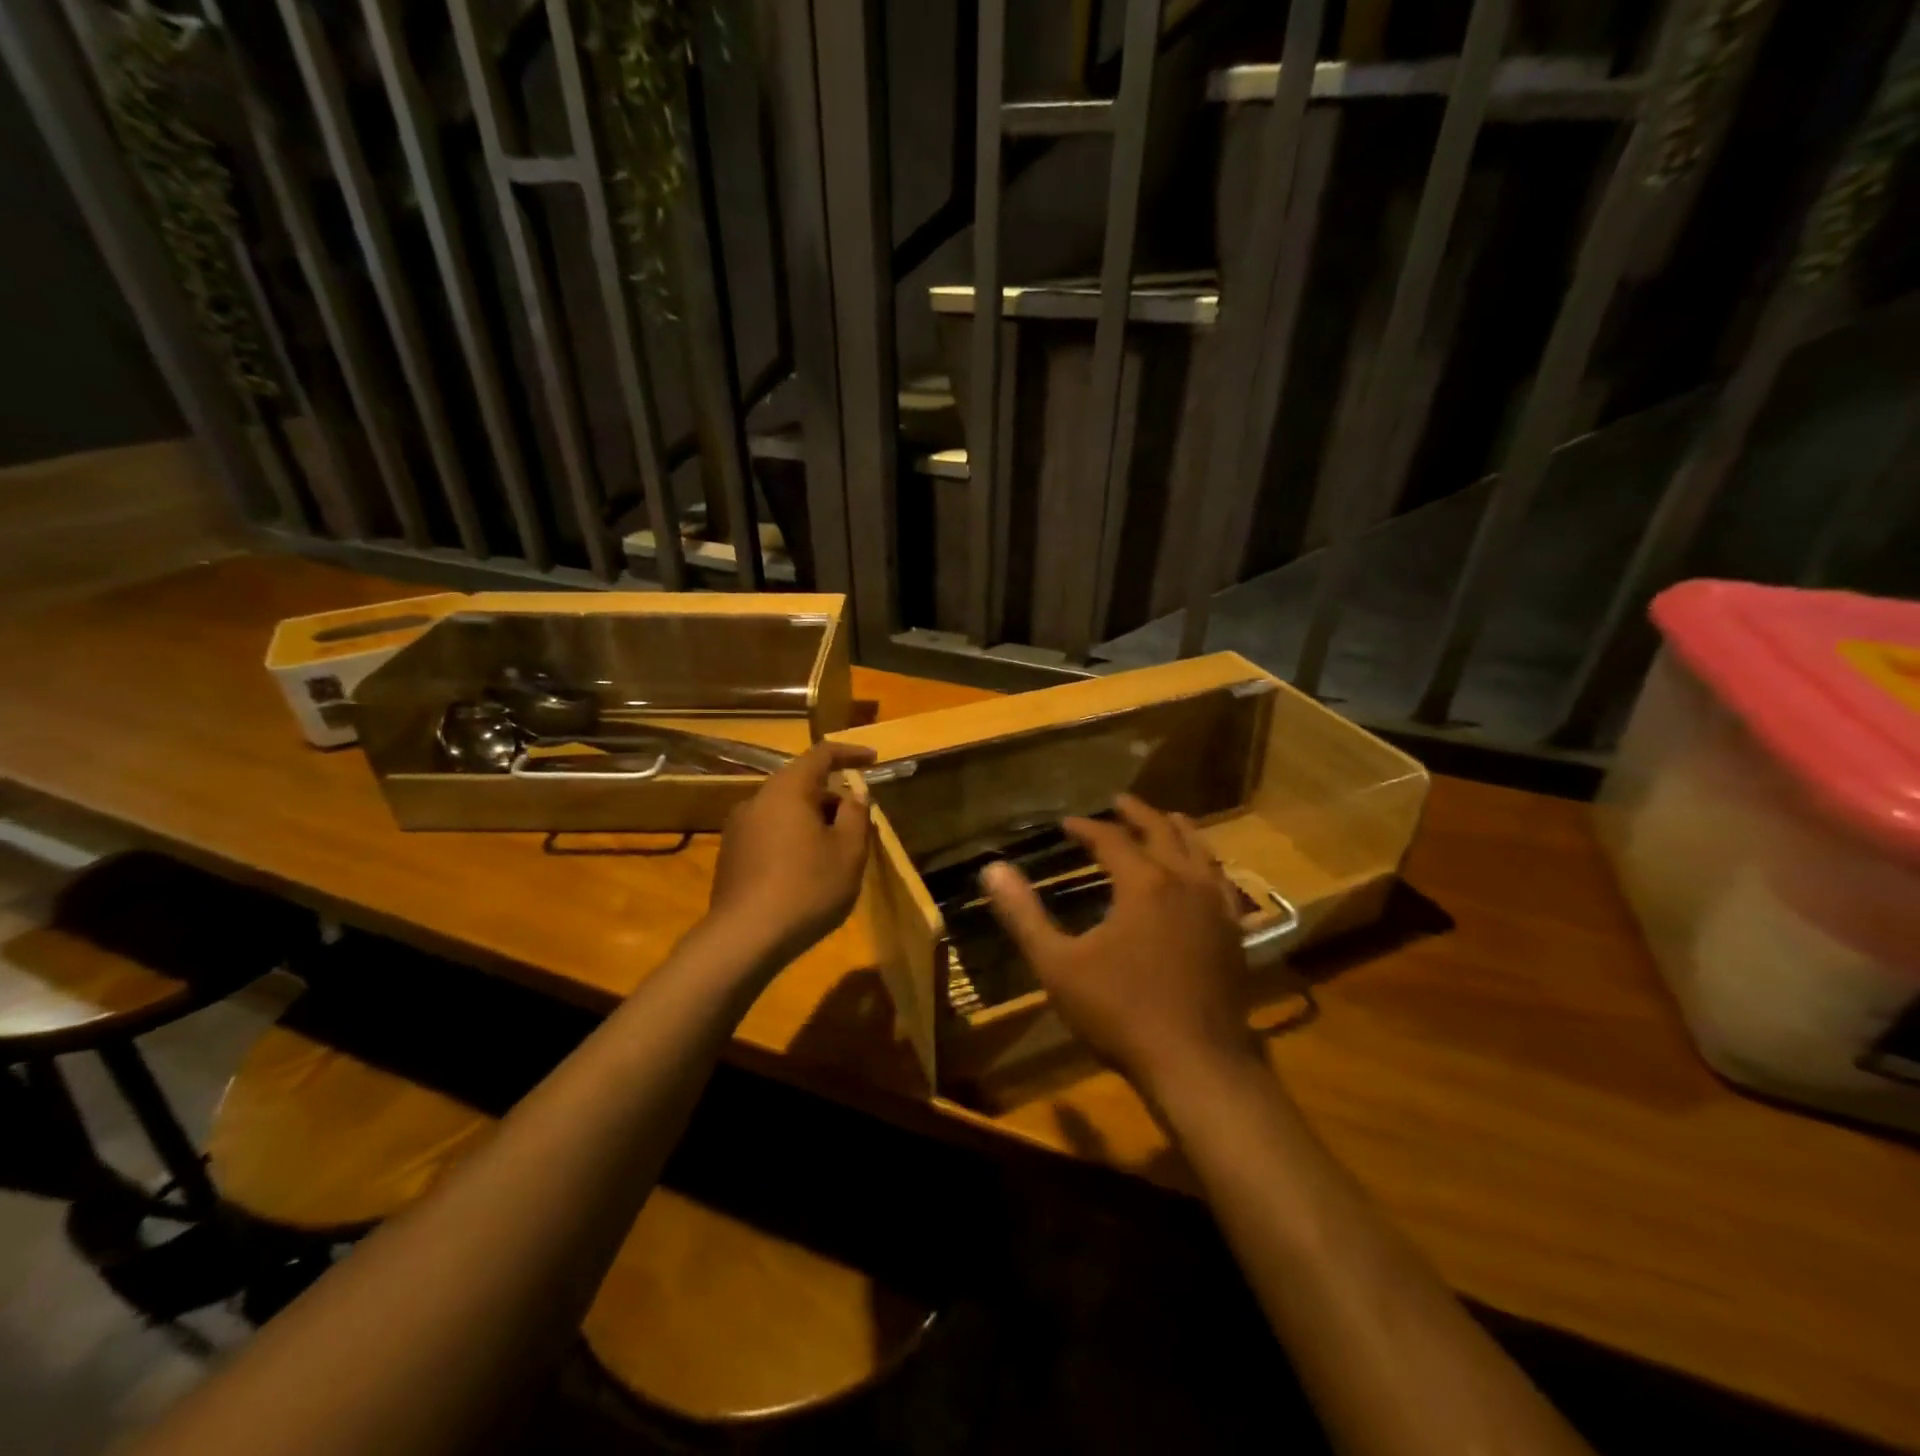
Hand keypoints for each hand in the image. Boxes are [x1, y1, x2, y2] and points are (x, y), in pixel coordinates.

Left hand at [707, 741, 876, 965]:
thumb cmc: (807, 887)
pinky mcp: (730, 856)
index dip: (850, 754)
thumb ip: (856, 815)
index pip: (821, 755)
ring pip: (785, 812)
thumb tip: (853, 795)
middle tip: (859, 825)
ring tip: (835, 854)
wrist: (744, 938)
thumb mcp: (849, 851)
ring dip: (813, 822)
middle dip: (833, 799)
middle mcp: (757, 800)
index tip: (873, 760)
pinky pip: (770, 834)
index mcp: (787, 790)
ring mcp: (738, 829)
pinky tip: (806, 873)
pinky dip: (793, 840)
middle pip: (801, 785)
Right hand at [981, 794, 1256, 1096]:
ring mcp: (1216, 907)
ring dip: (1178, 830)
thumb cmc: (1120, 1012)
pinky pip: (1221, 883)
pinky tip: (1203, 876)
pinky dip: (1205, 865)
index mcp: (1143, 883)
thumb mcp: (1058, 965)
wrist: (1196, 1064)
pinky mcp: (1234, 933)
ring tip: (1167, 820)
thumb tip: (992, 870)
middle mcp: (1184, 882)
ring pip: (1200, 851)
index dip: (1087, 828)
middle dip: (1137, 814)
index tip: (1067, 824)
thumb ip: (1024, 915)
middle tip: (1120, 801)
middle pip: (1162, 831)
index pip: (1111, 839)